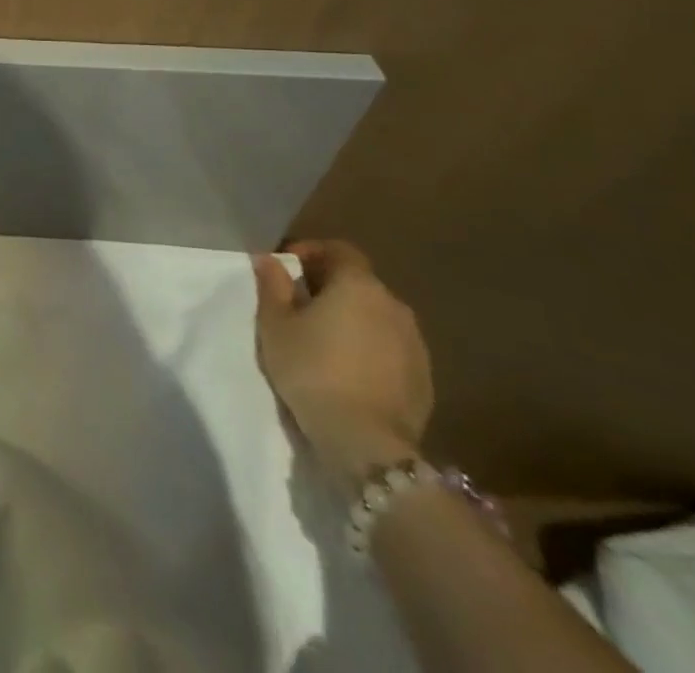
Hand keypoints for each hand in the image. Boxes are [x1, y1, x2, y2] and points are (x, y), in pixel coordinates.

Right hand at [254, 240, 432, 491]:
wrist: (367, 443)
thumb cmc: (312, 370)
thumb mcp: (275, 325)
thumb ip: (272, 285)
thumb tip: (269, 259)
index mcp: (358, 285)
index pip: (339, 250)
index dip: (312, 252)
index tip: (287, 268)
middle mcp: (393, 305)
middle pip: (359, 283)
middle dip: (329, 287)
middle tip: (299, 305)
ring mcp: (415, 344)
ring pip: (377, 317)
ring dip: (352, 319)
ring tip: (324, 340)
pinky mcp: (425, 379)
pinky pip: (391, 348)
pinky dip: (370, 348)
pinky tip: (349, 370)